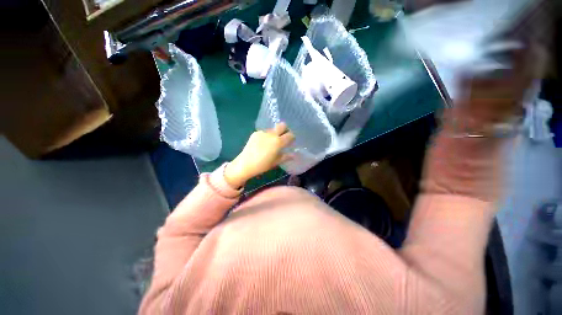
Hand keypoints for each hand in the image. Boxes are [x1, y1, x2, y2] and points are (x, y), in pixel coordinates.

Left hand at [224, 123, 294, 188]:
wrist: (245, 164)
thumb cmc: (262, 165)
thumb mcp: (276, 162)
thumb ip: (285, 157)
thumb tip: (293, 155)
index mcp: (278, 142)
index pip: (290, 135)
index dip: (292, 137)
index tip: (291, 142)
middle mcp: (271, 134)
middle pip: (282, 125)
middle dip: (285, 129)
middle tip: (283, 137)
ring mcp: (262, 132)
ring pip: (273, 129)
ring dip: (275, 134)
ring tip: (271, 143)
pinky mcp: (255, 133)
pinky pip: (264, 132)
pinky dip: (266, 136)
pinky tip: (262, 144)